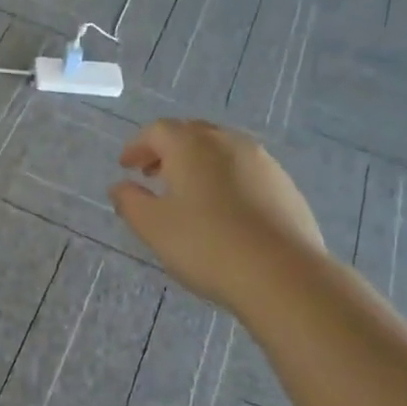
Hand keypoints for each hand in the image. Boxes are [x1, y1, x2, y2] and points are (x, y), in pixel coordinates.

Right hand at [109, 119, 325, 308]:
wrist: (283, 274)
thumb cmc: (206, 245)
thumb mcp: (153, 227)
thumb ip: (130, 202)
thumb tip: (120, 186)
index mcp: (192, 146)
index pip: (158, 130)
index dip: (138, 146)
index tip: (126, 167)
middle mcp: (228, 142)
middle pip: (192, 133)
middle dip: (167, 150)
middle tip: (152, 174)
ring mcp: (263, 162)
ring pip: (222, 150)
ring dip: (198, 163)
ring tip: (187, 193)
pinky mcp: (285, 186)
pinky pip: (245, 170)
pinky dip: (225, 178)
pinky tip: (224, 210)